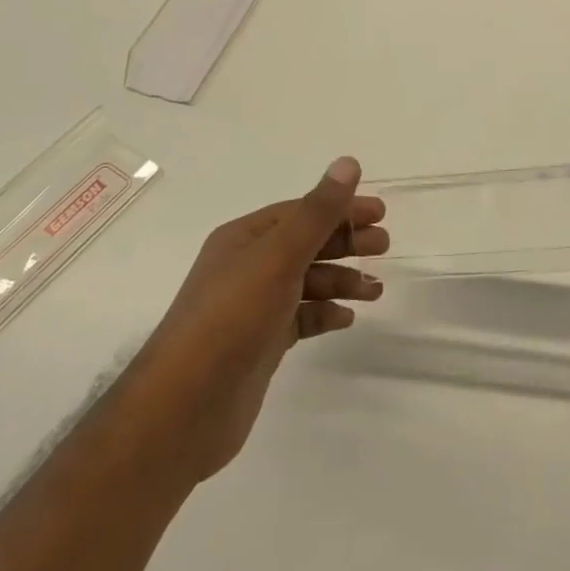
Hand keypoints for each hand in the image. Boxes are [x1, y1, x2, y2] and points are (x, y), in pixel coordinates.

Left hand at [129, 157, 387, 483]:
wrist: (184, 408)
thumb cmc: (233, 318)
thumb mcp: (279, 256)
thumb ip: (318, 211)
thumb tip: (348, 162)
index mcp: (245, 238)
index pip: (301, 211)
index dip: (341, 208)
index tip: (380, 213)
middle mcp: (247, 266)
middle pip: (307, 244)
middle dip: (346, 243)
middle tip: (384, 247)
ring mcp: (253, 307)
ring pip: (307, 282)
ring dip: (343, 281)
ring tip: (375, 290)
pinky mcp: (260, 343)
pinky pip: (301, 317)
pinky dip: (325, 314)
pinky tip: (347, 319)